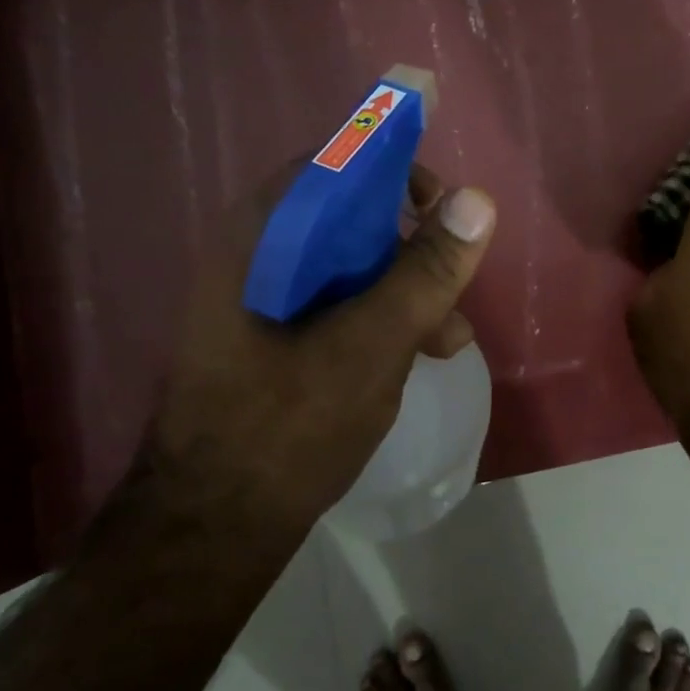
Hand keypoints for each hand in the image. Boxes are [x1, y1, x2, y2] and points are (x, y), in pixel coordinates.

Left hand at [142, 164, 496, 539]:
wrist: (212, 527)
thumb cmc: (287, 427)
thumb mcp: (371, 345)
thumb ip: (425, 272)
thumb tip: (477, 200)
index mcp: (262, 236)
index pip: (335, 163)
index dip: (396, 172)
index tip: (444, 209)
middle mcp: (257, 253)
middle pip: (348, 215)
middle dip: (412, 245)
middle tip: (455, 277)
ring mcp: (263, 297)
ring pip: (350, 265)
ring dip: (405, 289)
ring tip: (451, 336)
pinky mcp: (275, 335)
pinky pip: (339, 304)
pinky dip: (382, 319)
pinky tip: (421, 355)